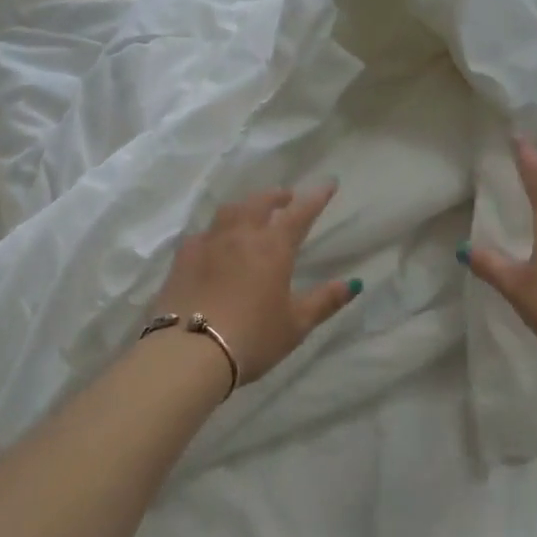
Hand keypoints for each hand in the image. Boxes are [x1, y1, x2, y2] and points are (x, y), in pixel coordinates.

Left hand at [147, 184, 360, 387]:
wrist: (189, 352)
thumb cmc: (252, 338)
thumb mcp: (296, 325)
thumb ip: (325, 301)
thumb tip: (353, 283)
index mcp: (273, 247)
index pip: (300, 213)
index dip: (316, 197)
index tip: (328, 183)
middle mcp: (241, 235)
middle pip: (260, 202)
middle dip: (277, 195)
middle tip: (286, 197)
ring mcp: (209, 243)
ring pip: (230, 211)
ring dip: (246, 205)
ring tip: (252, 211)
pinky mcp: (183, 257)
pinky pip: (204, 233)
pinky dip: (216, 230)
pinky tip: (215, 241)